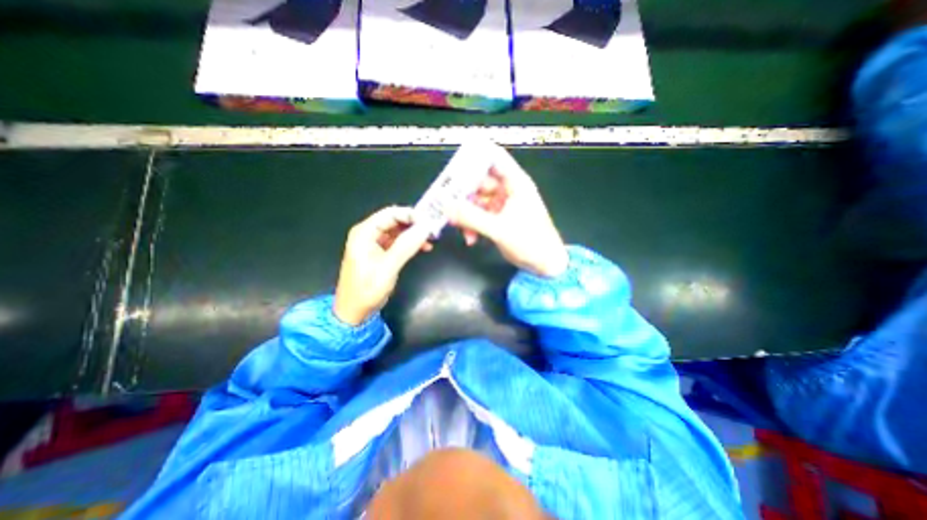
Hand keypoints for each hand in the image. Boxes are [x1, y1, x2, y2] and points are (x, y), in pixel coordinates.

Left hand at [335, 205, 432, 325]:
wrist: (354, 312)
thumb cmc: (367, 289)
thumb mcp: (388, 267)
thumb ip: (406, 245)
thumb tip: (426, 228)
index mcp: (364, 232)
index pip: (390, 213)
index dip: (411, 214)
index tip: (429, 222)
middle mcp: (368, 233)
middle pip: (394, 220)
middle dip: (414, 224)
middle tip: (433, 230)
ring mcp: (373, 243)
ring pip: (398, 230)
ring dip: (414, 233)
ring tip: (431, 239)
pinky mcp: (379, 252)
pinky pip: (397, 241)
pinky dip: (410, 243)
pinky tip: (424, 247)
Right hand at [444, 145, 568, 277]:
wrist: (544, 263)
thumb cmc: (530, 242)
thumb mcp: (499, 229)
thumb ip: (472, 218)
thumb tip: (447, 207)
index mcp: (515, 183)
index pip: (494, 159)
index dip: (475, 157)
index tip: (455, 165)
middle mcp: (508, 190)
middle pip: (480, 182)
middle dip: (463, 195)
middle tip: (447, 205)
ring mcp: (502, 205)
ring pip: (477, 201)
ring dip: (466, 214)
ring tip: (459, 228)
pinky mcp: (498, 219)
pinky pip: (479, 216)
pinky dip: (472, 225)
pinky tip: (471, 238)